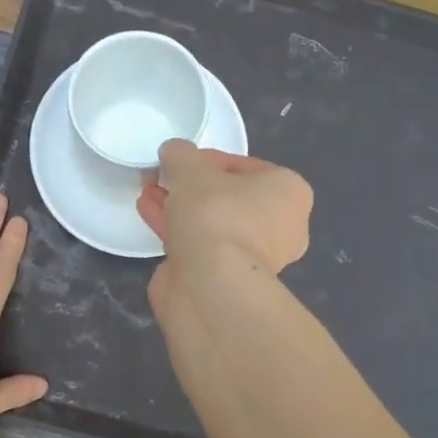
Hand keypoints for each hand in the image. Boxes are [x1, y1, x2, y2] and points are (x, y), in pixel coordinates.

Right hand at [136, 141, 312, 310]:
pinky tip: (148, 212)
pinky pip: (201, 244)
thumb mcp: (192, 169)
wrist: (212, 285)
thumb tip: (173, 151)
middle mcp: (281, 225)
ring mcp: (255, 257)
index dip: (207, 160)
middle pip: (228, 196)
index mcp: (289, 192)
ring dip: (180, 207)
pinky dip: (177, 229)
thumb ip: (181, 155)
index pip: (244, 165)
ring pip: (212, 222)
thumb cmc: (216, 215)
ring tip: (149, 191)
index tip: (179, 161)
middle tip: (164, 176)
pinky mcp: (228, 278)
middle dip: (192, 186)